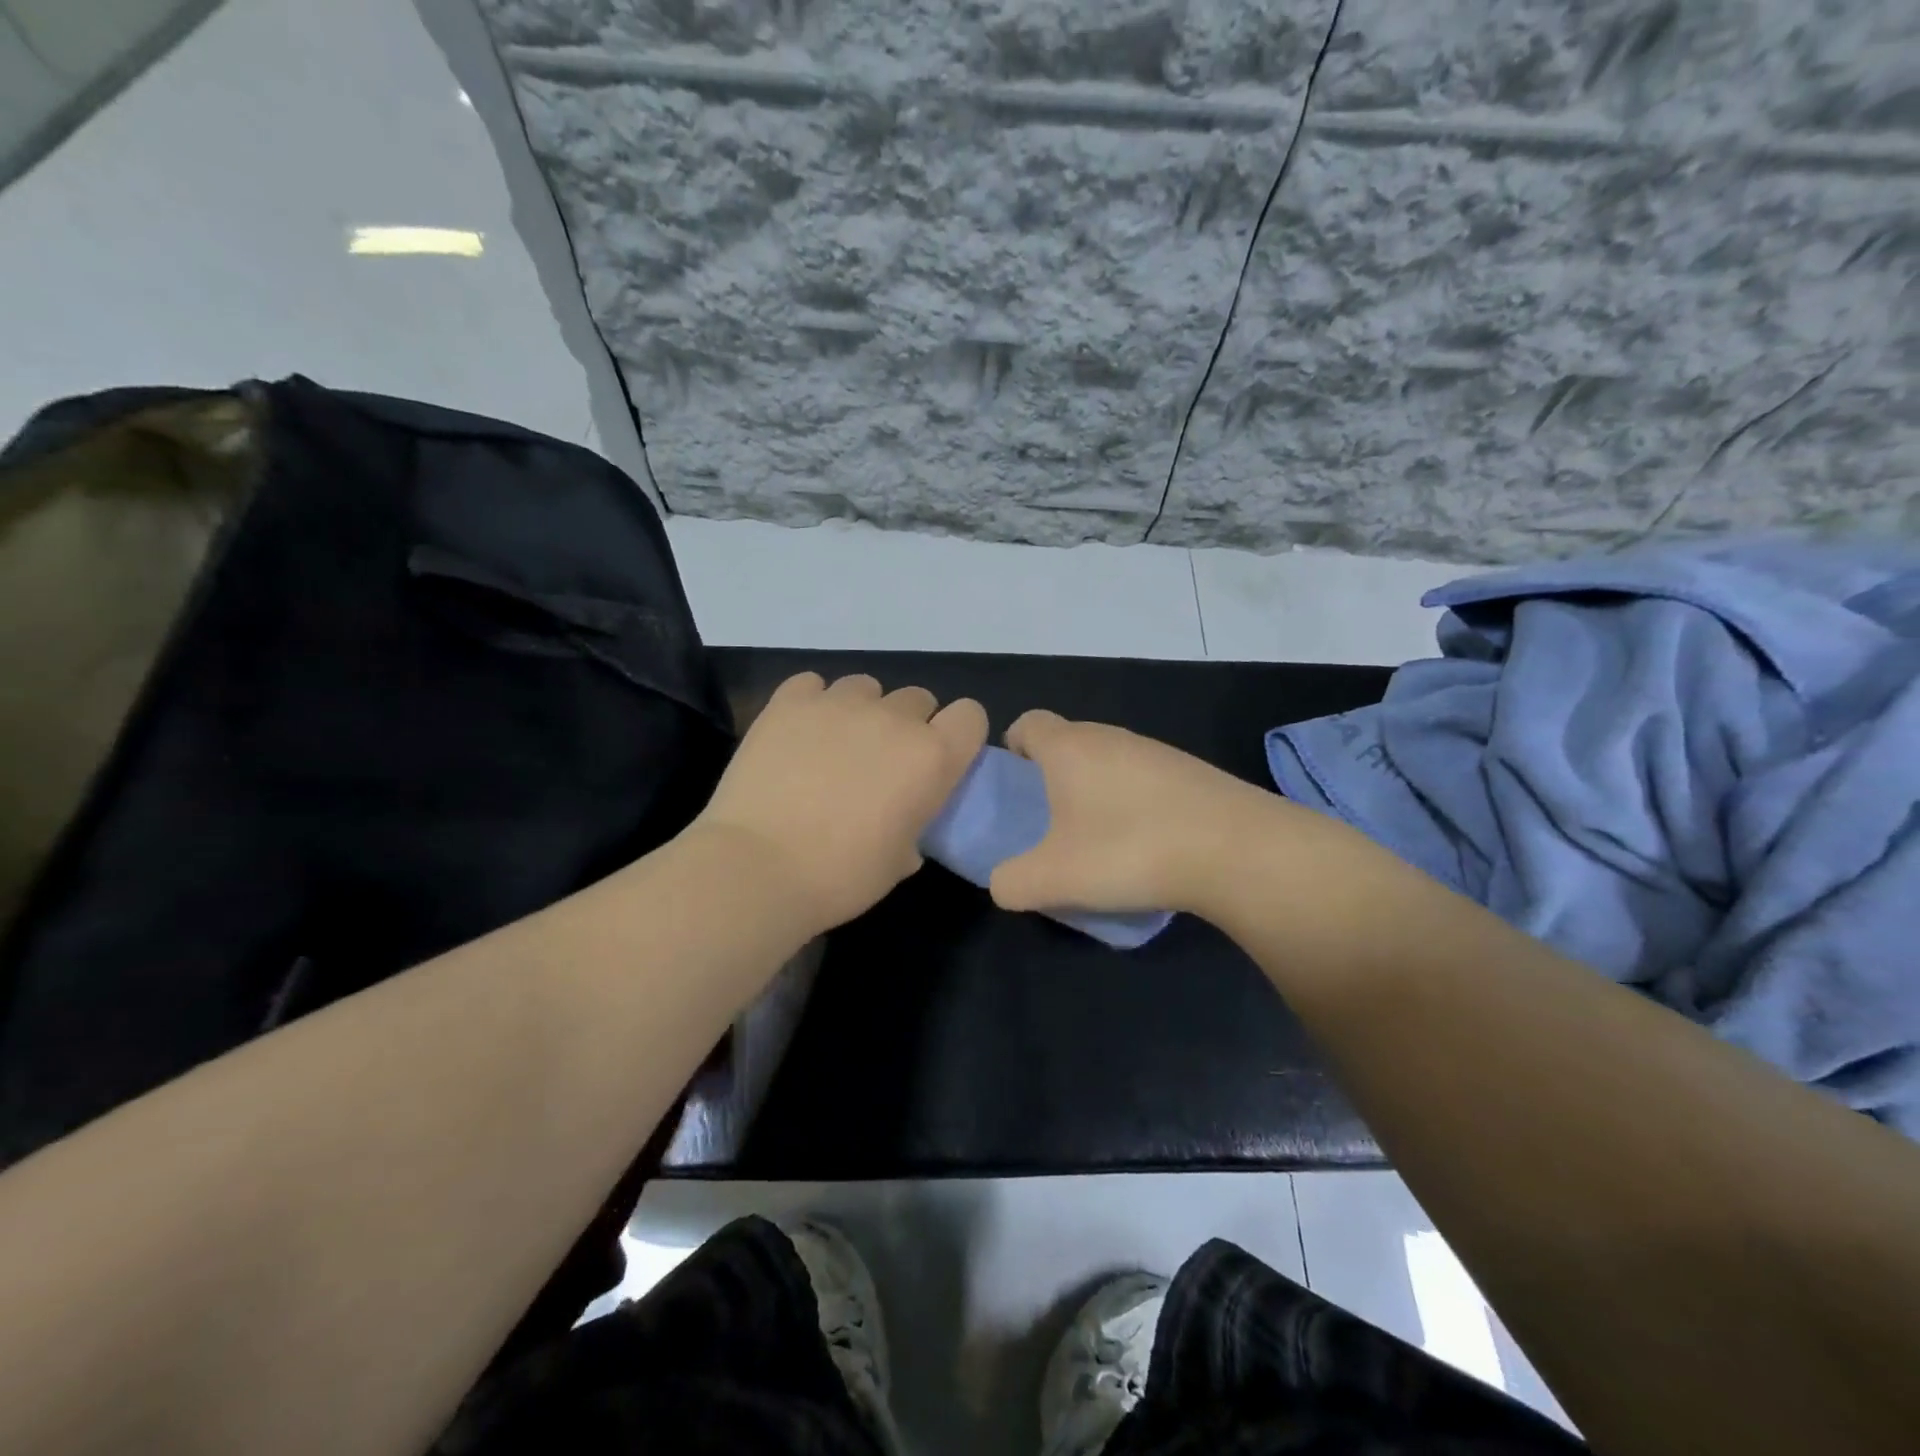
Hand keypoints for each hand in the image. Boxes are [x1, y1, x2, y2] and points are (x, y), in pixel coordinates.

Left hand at [692, 673, 988, 936]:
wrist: (758, 868)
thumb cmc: (841, 876)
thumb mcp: (900, 861)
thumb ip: (916, 824)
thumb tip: (905, 818)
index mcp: (932, 757)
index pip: (970, 715)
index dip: (958, 734)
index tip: (939, 760)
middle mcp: (893, 718)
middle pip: (918, 699)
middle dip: (908, 725)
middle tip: (881, 762)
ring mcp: (839, 703)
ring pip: (866, 686)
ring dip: (862, 710)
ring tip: (835, 744)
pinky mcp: (790, 701)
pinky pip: (813, 684)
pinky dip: (812, 703)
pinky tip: (799, 733)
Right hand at [988, 710, 1302, 920]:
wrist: (1236, 850)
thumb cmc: (1128, 850)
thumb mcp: (1052, 878)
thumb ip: (1010, 882)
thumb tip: (1004, 882)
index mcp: (1068, 747)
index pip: (1026, 723)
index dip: (1011, 750)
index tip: (1014, 791)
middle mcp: (1110, 736)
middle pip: (1067, 743)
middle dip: (1051, 779)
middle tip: (1050, 826)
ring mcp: (1155, 750)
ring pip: (1107, 762)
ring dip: (1094, 793)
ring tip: (1098, 843)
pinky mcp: (1190, 772)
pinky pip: (1143, 780)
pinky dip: (1132, 804)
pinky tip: (1145, 846)